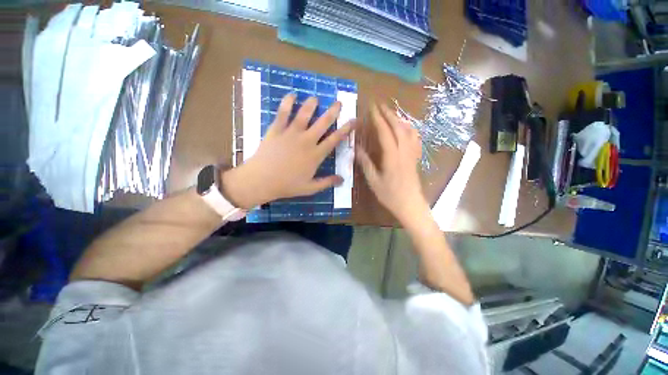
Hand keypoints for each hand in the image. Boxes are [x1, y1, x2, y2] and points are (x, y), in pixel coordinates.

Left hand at [221, 94, 355, 208]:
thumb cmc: (287, 185)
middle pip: (323, 123)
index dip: (345, 129)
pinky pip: (283, 113)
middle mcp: (306, 140)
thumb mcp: (310, 188)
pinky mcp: (277, 130)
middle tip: (338, 102)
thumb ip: (327, 182)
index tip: (353, 120)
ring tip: (315, 98)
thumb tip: (343, 180)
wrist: (262, 180)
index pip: (334, 139)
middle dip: (332, 112)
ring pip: (304, 114)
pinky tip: (291, 95)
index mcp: (315, 155)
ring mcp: (291, 133)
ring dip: (311, 104)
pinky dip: (287, 102)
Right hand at [356, 103, 428, 224]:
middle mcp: (403, 151)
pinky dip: (409, 129)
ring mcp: (411, 154)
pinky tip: (406, 128)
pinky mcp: (415, 157)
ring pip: (408, 131)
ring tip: (391, 113)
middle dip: (389, 114)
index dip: (378, 119)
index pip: (385, 132)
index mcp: (392, 156)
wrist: (410, 205)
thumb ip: (365, 164)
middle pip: (398, 127)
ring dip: (399, 119)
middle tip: (380, 105)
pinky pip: (415, 139)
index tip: (372, 108)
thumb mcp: (374, 181)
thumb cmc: (390, 194)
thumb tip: (356, 149)